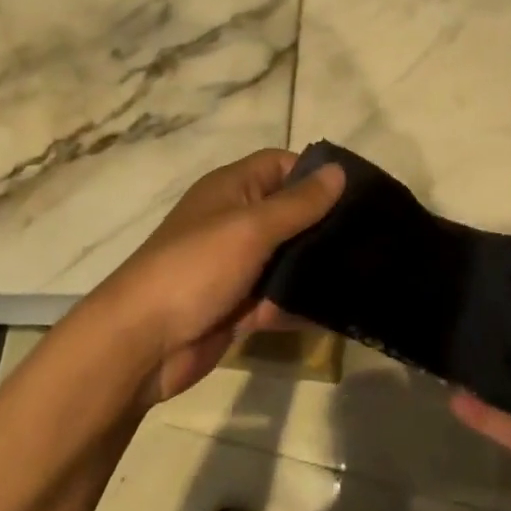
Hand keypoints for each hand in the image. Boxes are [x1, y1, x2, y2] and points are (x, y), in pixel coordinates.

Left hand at [100, 149, 342, 405]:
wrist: (139, 345)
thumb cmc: (195, 268)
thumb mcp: (252, 227)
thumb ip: (298, 203)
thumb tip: (338, 170)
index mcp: (232, 189)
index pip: (281, 165)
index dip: (314, 174)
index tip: (356, 192)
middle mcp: (235, 220)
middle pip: (289, 212)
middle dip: (323, 223)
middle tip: (371, 235)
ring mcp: (236, 265)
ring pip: (286, 257)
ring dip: (314, 265)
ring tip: (364, 270)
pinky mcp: (237, 305)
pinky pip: (277, 296)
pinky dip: (299, 303)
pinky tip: (337, 310)